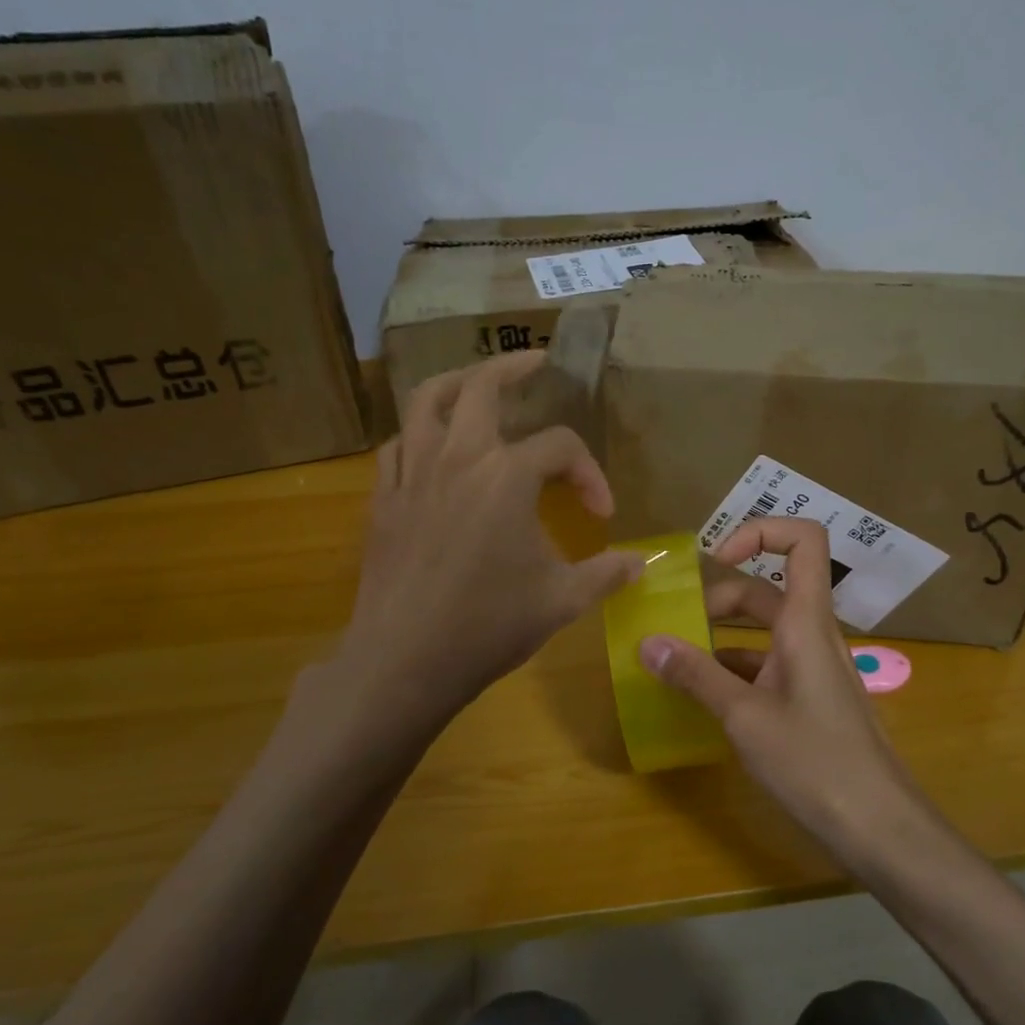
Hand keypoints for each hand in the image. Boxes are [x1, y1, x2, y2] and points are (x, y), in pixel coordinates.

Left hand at [343, 352, 643, 721]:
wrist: (405, 661)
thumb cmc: (488, 626)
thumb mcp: (562, 600)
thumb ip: (606, 573)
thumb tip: (641, 564)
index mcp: (507, 476)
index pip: (561, 447)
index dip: (590, 473)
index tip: (602, 511)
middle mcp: (458, 457)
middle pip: (482, 386)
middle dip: (513, 367)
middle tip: (537, 363)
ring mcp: (413, 473)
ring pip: (425, 401)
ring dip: (455, 383)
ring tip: (475, 383)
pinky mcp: (383, 498)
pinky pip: (397, 445)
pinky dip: (418, 434)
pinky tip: (432, 449)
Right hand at [638, 519, 923, 845]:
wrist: (880, 828)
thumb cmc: (816, 762)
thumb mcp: (745, 717)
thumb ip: (695, 676)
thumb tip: (647, 642)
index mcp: (805, 622)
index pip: (802, 542)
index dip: (760, 532)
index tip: (714, 559)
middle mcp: (812, 635)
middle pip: (766, 591)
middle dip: (718, 600)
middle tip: (676, 628)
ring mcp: (814, 669)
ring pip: (764, 633)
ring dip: (721, 639)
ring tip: (677, 663)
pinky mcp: (811, 701)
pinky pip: (768, 667)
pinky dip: (735, 671)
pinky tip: (705, 699)